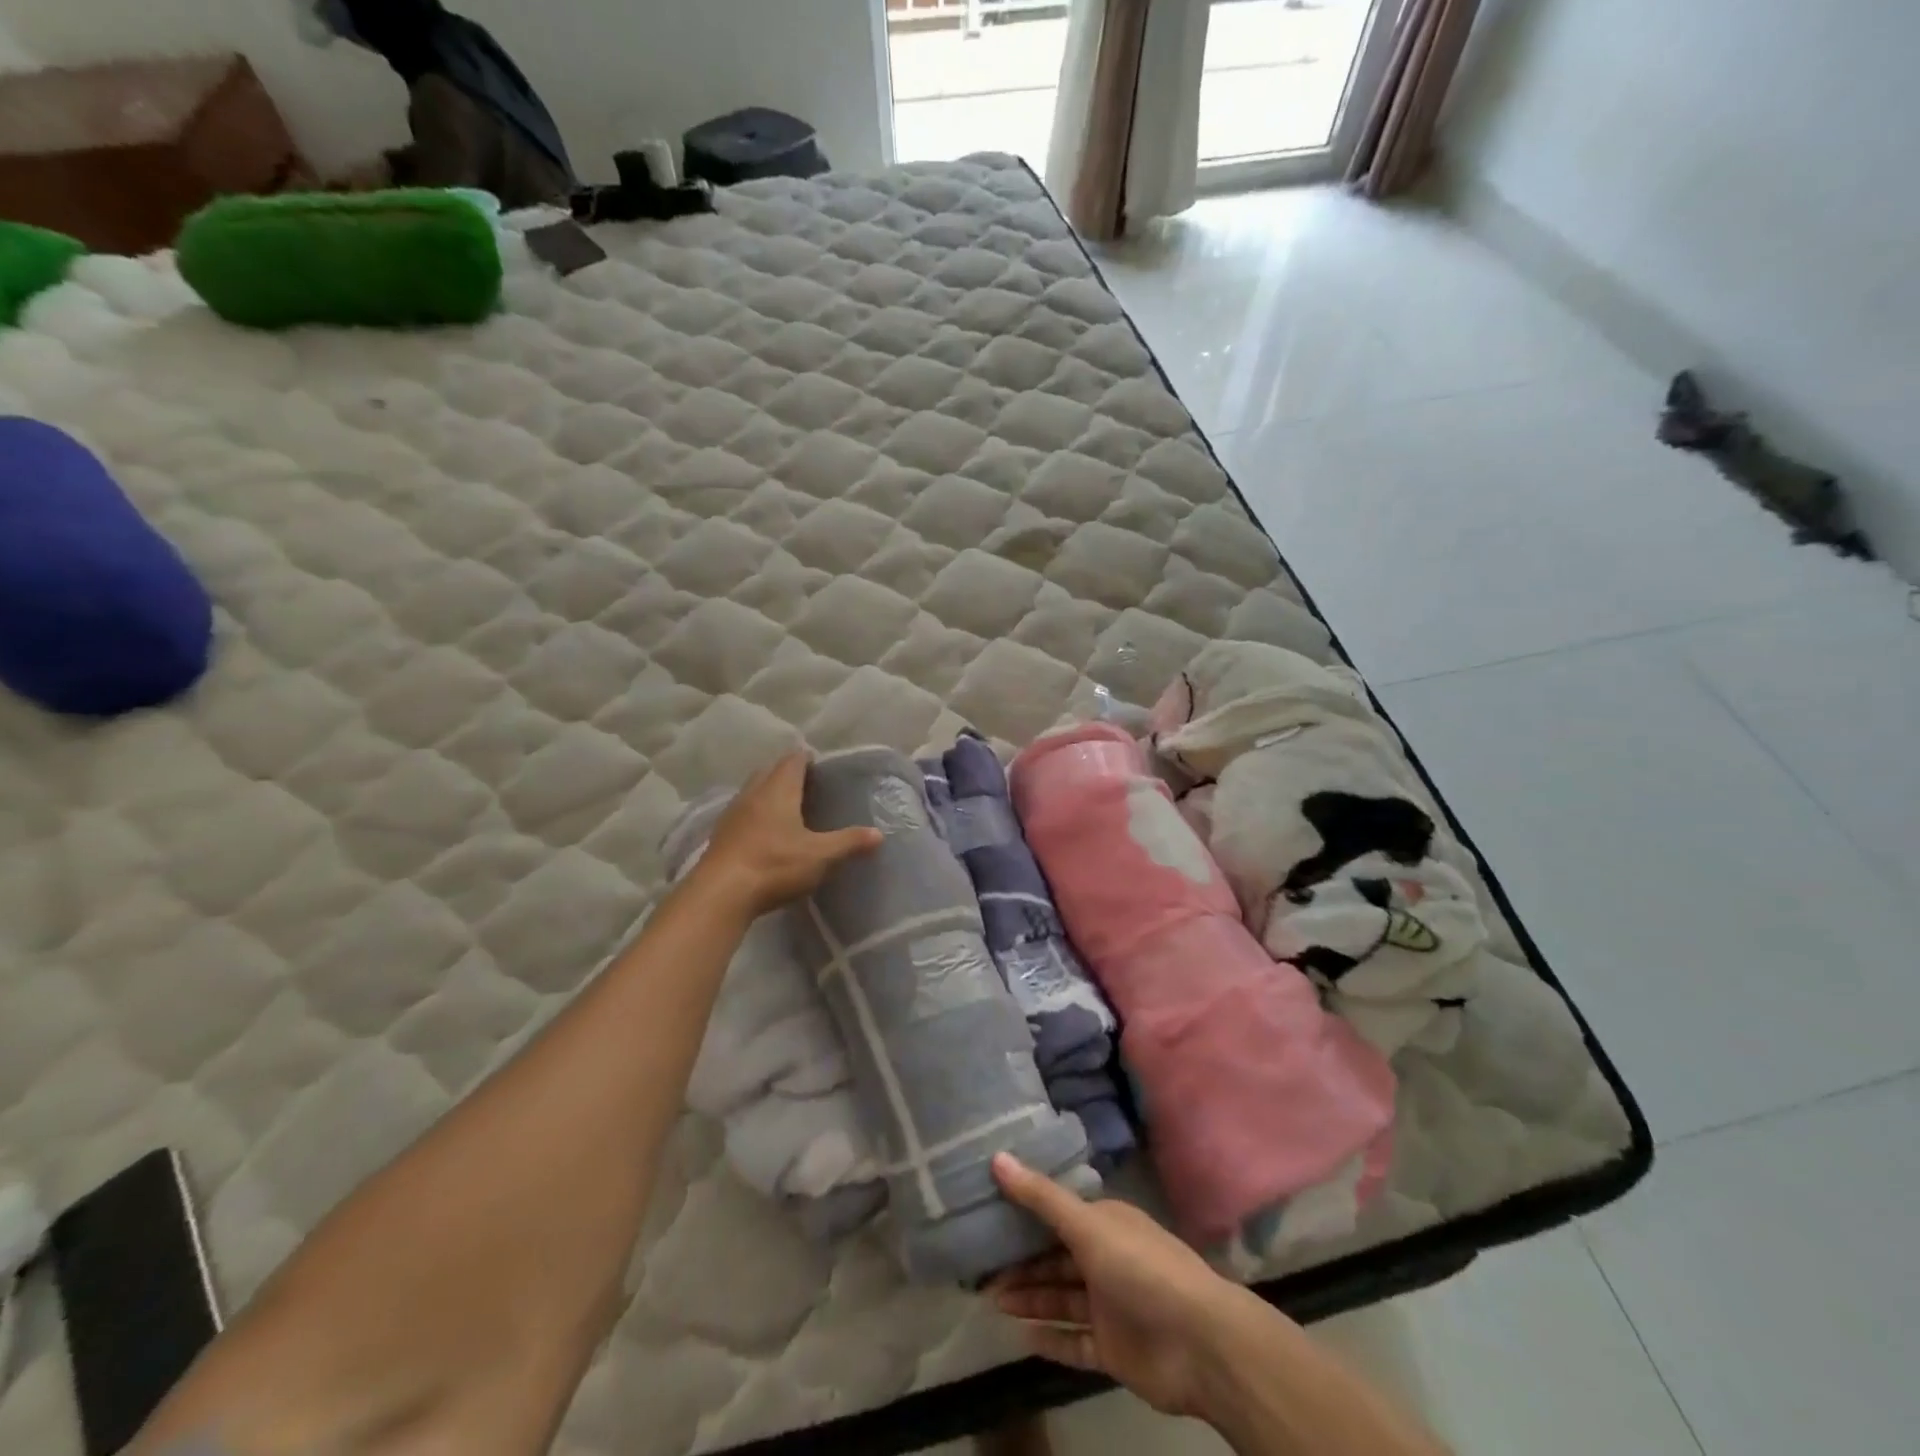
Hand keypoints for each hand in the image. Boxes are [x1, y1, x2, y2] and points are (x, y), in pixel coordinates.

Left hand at [689, 751, 881, 919]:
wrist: (721, 893)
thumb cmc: (775, 865)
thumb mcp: (820, 856)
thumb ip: (849, 842)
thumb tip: (879, 834)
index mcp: (779, 789)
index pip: (793, 760)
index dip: (807, 758)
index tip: (821, 765)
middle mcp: (753, 793)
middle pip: (770, 771)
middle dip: (787, 772)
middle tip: (808, 784)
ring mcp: (733, 813)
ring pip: (753, 791)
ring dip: (769, 792)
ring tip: (788, 807)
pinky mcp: (721, 835)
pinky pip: (743, 813)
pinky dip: (756, 814)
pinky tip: (765, 832)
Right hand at [988, 1153, 1278, 1418]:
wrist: (1200, 1344)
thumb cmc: (1141, 1268)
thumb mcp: (1087, 1224)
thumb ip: (1041, 1197)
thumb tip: (997, 1157)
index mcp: (1106, 1223)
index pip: (1059, 1215)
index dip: (1025, 1215)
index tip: (988, 1216)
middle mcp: (1107, 1260)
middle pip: (1056, 1259)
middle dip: (1022, 1263)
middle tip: (980, 1268)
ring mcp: (1111, 1306)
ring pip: (1062, 1299)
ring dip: (1030, 1298)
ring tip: (992, 1299)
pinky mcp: (1114, 1350)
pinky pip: (1075, 1343)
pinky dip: (1051, 1340)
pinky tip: (1021, 1339)